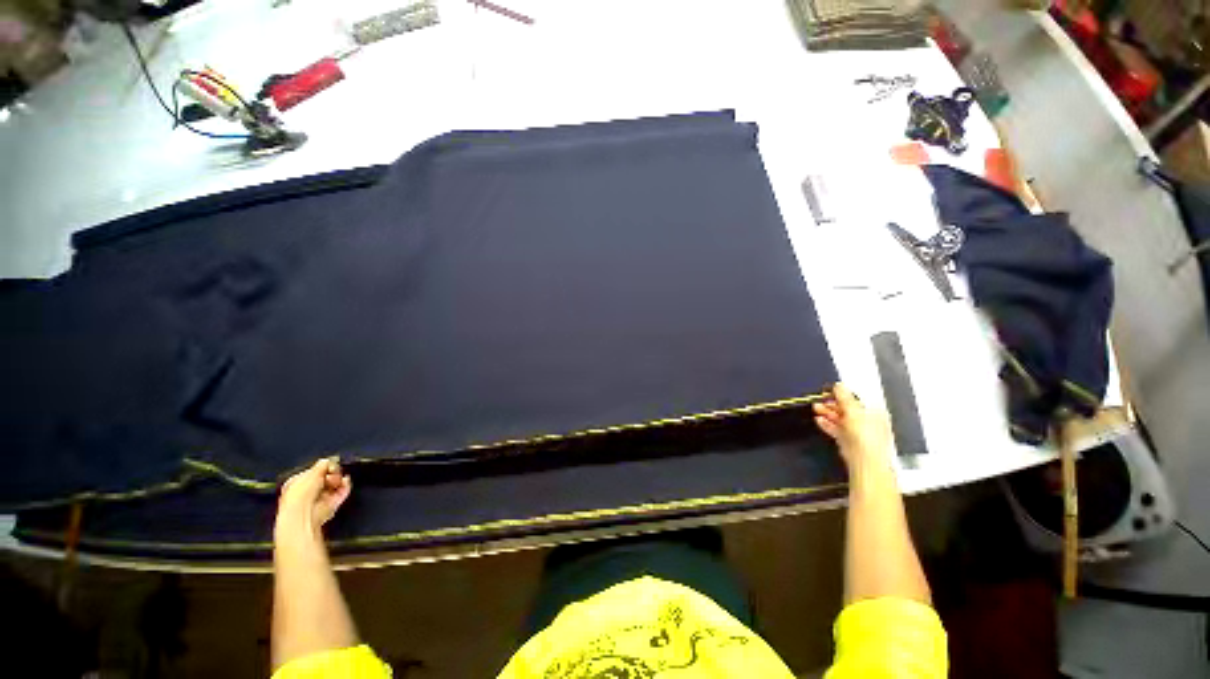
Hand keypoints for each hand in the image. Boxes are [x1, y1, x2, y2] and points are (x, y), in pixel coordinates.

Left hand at [275, 457, 351, 543]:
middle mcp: (308, 492)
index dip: (323, 467)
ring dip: (339, 480)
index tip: (328, 465)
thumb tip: (330, 460)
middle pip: (326, 477)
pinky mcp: (331, 505)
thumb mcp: (312, 472)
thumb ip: (323, 464)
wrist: (305, 514)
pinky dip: (346, 486)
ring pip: (335, 484)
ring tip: (337, 481)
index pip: (314, 471)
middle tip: (332, 473)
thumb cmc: (301, 494)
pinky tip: (345, 482)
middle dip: (332, 473)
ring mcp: (320, 499)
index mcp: (296, 483)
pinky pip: (342, 492)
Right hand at [813, 383, 892, 469]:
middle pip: (847, 409)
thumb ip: (844, 397)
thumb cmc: (867, 437)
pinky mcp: (848, 442)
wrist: (864, 460)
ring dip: (828, 413)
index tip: (831, 391)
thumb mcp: (853, 411)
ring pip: (840, 419)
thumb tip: (839, 386)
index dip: (843, 394)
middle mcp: (868, 421)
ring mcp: (858, 432)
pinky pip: (836, 429)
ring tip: (816, 408)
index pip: (857, 398)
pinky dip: (827, 424)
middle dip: (832, 404)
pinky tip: (819, 420)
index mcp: (874, 412)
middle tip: (820, 400)